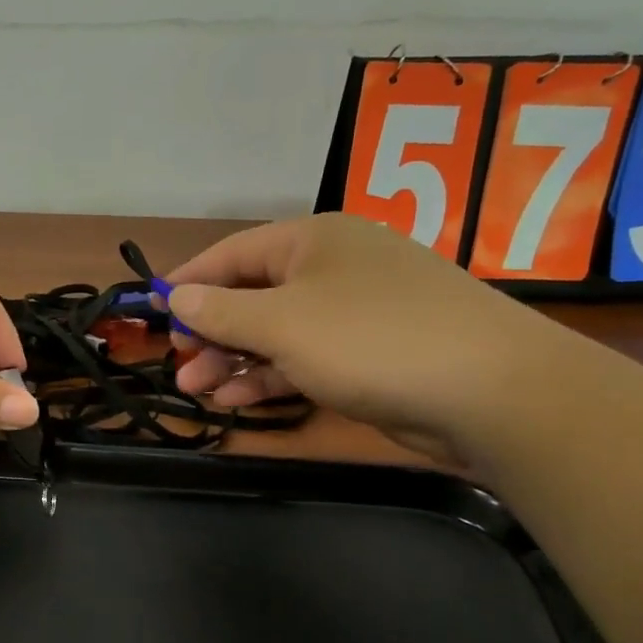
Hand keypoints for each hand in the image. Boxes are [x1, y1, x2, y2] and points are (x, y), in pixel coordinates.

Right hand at [164, 215, 570, 461]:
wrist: (491, 391)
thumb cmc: (371, 340)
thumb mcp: (282, 323)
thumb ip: (221, 310)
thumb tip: (175, 296)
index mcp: (313, 240)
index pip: (232, 253)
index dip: (188, 282)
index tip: (151, 312)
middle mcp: (333, 268)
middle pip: (253, 294)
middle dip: (211, 331)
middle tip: (180, 366)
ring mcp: (355, 312)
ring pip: (277, 331)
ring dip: (236, 360)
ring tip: (199, 389)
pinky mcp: (371, 354)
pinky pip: (306, 358)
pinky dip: (272, 377)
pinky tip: (239, 401)